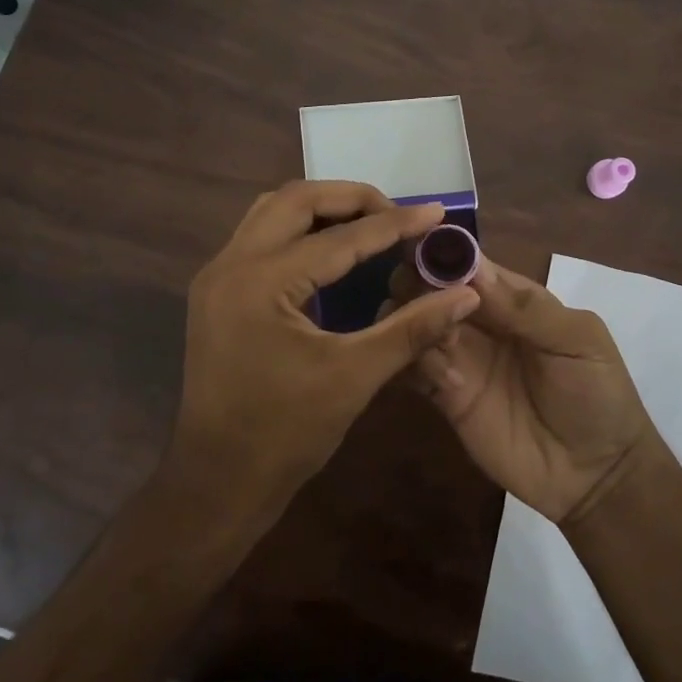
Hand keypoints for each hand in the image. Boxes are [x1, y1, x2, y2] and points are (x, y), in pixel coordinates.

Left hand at [166, 180, 480, 527]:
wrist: (218, 482)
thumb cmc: (286, 434)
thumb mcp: (355, 377)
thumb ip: (412, 328)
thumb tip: (465, 294)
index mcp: (262, 282)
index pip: (340, 238)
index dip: (394, 224)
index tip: (436, 212)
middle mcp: (231, 264)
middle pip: (295, 199)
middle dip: (351, 199)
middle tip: (396, 214)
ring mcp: (217, 276)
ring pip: (271, 212)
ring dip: (320, 209)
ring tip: (368, 223)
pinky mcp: (216, 292)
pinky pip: (260, 237)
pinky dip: (298, 231)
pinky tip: (330, 252)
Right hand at [386, 259, 656, 524]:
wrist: (597, 476)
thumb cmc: (598, 395)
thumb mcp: (577, 341)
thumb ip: (525, 307)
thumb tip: (472, 267)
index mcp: (511, 298)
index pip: (467, 264)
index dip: (441, 251)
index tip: (416, 245)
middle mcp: (478, 321)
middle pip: (430, 287)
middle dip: (418, 284)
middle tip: (422, 299)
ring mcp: (460, 358)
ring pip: (415, 323)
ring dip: (415, 321)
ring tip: (440, 342)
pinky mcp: (446, 396)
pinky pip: (414, 367)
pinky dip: (415, 362)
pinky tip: (447, 380)